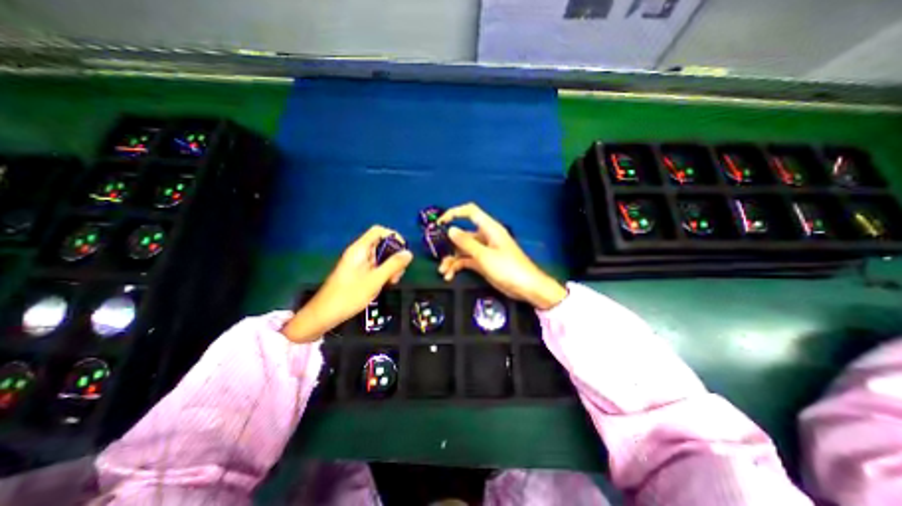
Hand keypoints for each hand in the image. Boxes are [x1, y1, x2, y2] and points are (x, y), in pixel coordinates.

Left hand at [282, 226, 411, 341]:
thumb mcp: (375, 280)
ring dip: (390, 266)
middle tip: (398, 272)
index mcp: (360, 249)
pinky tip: (386, 284)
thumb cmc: (350, 295)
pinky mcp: (359, 273)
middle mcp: (359, 253)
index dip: (393, 236)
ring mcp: (359, 263)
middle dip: (394, 256)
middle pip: (382, 244)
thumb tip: (409, 253)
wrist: (325, 314)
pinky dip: (384, 272)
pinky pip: (376, 266)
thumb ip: (393, 265)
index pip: (378, 231)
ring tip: (392, 281)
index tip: (403, 251)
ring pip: (381, 257)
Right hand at [436, 204, 561, 309]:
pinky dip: (458, 267)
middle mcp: (485, 237)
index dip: (455, 213)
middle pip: (463, 234)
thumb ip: (466, 243)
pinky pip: (466, 261)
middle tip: (436, 253)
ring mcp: (483, 251)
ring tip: (443, 272)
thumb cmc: (508, 268)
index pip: (470, 212)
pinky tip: (450, 276)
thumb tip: (451, 229)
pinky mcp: (483, 263)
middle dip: (449, 244)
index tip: (440, 222)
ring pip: (462, 250)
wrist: (526, 288)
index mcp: (489, 229)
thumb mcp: (485, 256)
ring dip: (451, 259)